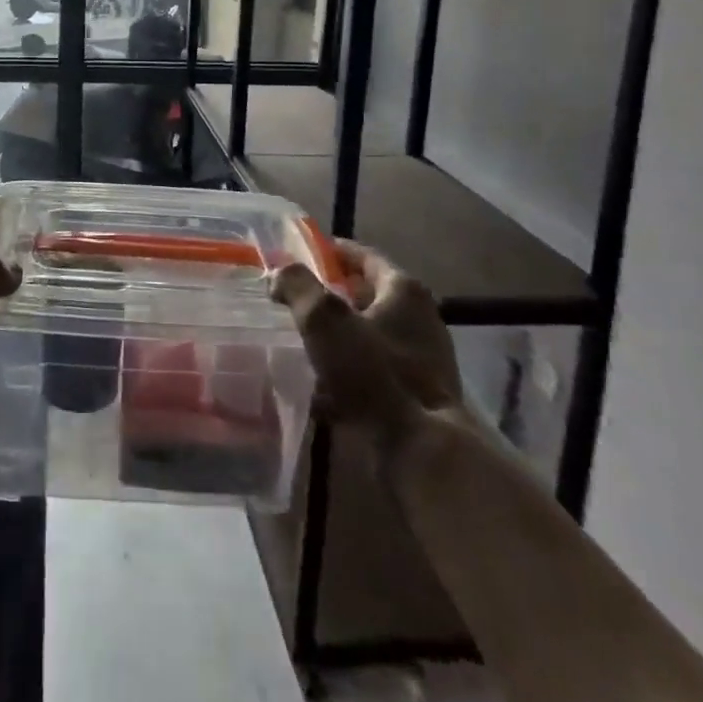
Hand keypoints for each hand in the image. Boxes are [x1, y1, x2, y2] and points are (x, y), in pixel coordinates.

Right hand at [271, 240, 462, 447]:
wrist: (421, 450)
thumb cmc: (374, 373)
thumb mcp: (325, 320)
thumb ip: (298, 287)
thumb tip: (279, 274)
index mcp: (403, 291)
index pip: (365, 256)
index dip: (333, 251)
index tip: (303, 254)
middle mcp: (420, 318)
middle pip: (369, 296)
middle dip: (333, 297)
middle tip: (298, 300)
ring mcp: (423, 359)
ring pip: (371, 336)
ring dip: (340, 337)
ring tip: (304, 343)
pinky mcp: (418, 395)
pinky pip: (375, 372)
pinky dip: (350, 372)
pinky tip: (322, 388)